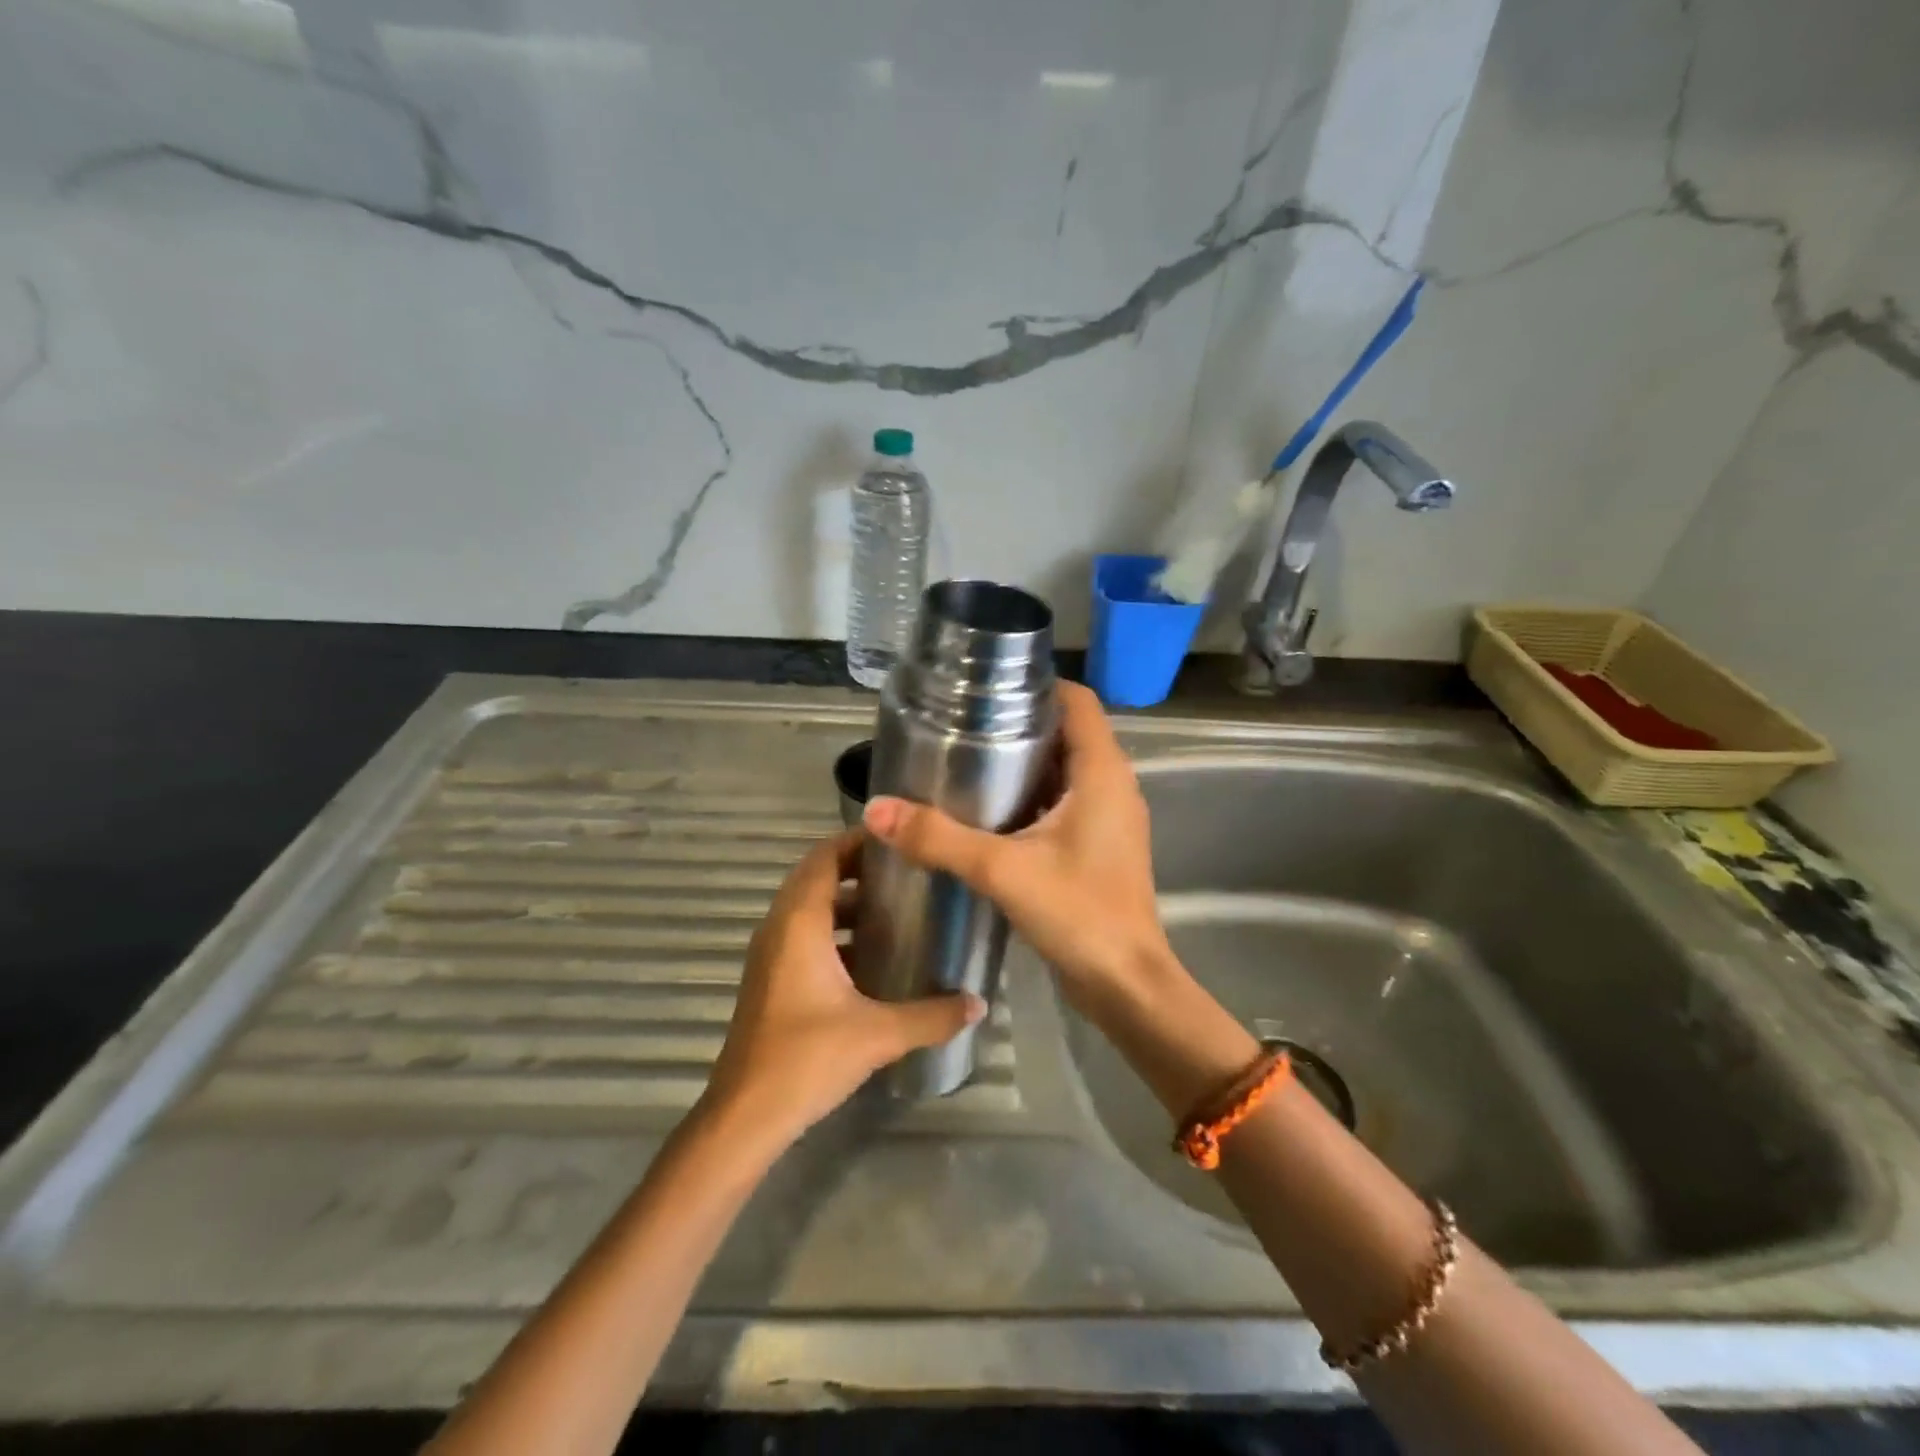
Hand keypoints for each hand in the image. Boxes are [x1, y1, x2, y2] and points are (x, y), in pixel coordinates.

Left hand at [701, 829, 985, 1149]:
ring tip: (896, 908)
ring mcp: (770, 955)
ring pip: (809, 909)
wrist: (744, 1116)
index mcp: (799, 923)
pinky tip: (871, 957)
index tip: (899, 839)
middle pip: (817, 877)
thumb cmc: (806, 1059)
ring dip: (846, 902)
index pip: (825, 857)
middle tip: (906, 871)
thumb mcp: (878, 1034)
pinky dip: (834, 931)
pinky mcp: (771, 980)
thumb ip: (932, 1016)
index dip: (858, 840)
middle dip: (858, 868)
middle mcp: (779, 928)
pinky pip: (804, 936)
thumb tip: (979, 1003)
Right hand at [861, 682, 1173, 1018]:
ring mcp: (1108, 818)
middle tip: (963, 724)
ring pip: (1065, 770)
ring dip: (1024, 763)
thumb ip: (938, 838)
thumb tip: (876, 809)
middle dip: (1020, 724)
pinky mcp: (1099, 847)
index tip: (987, 687)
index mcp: (1103, 772)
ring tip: (967, 761)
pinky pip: (1065, 803)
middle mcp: (1113, 785)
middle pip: (1068, 732)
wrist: (1126, 985)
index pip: (1077, 700)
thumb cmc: (1079, 915)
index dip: (1037, 685)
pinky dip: (1032, 797)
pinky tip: (989, 813)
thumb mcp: (1002, 870)